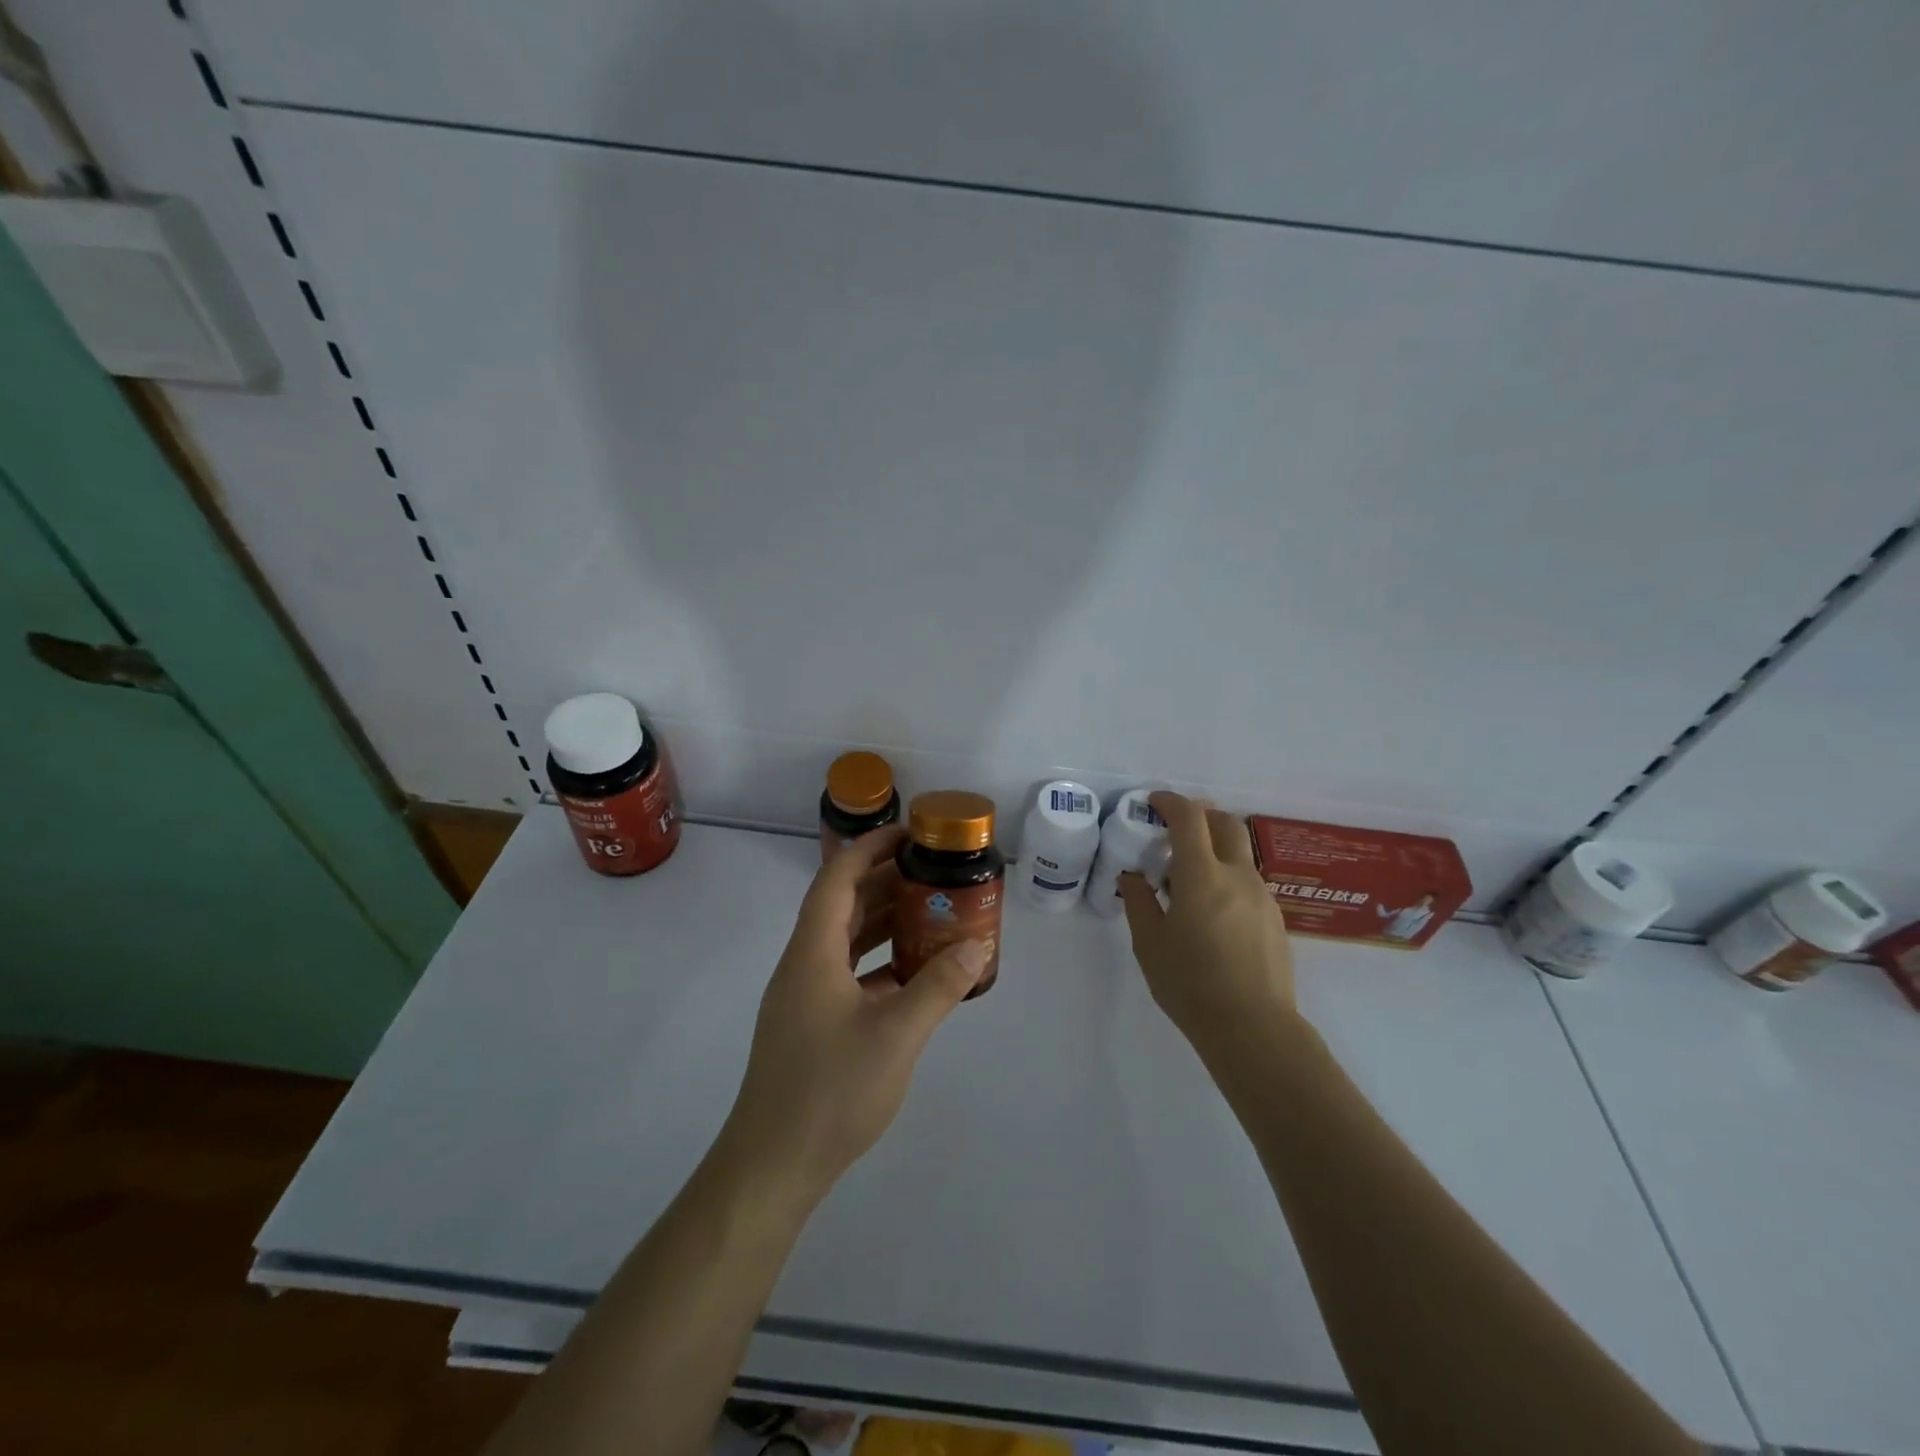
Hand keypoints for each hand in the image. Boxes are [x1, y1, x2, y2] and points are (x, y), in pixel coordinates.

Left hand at [720, 828, 988, 1206]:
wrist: (772, 1167)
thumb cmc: (830, 1091)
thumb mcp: (896, 1035)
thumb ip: (938, 986)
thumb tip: (977, 946)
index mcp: (812, 952)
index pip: (837, 878)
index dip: (871, 848)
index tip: (911, 834)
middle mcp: (804, 964)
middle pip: (843, 906)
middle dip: (886, 883)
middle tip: (934, 874)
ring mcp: (805, 996)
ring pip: (846, 941)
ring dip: (884, 923)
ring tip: (931, 913)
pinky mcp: (812, 1025)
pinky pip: (848, 974)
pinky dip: (879, 962)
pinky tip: (914, 974)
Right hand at [1119, 791, 1296, 1045]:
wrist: (1254, 1029)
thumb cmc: (1191, 985)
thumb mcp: (1149, 944)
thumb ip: (1139, 902)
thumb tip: (1134, 877)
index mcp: (1202, 876)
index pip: (1190, 818)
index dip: (1170, 802)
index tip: (1153, 802)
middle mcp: (1237, 876)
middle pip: (1225, 823)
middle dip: (1199, 815)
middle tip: (1175, 830)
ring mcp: (1262, 896)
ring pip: (1239, 853)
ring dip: (1214, 849)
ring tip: (1189, 879)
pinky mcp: (1275, 918)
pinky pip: (1248, 881)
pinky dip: (1227, 877)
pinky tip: (1212, 911)